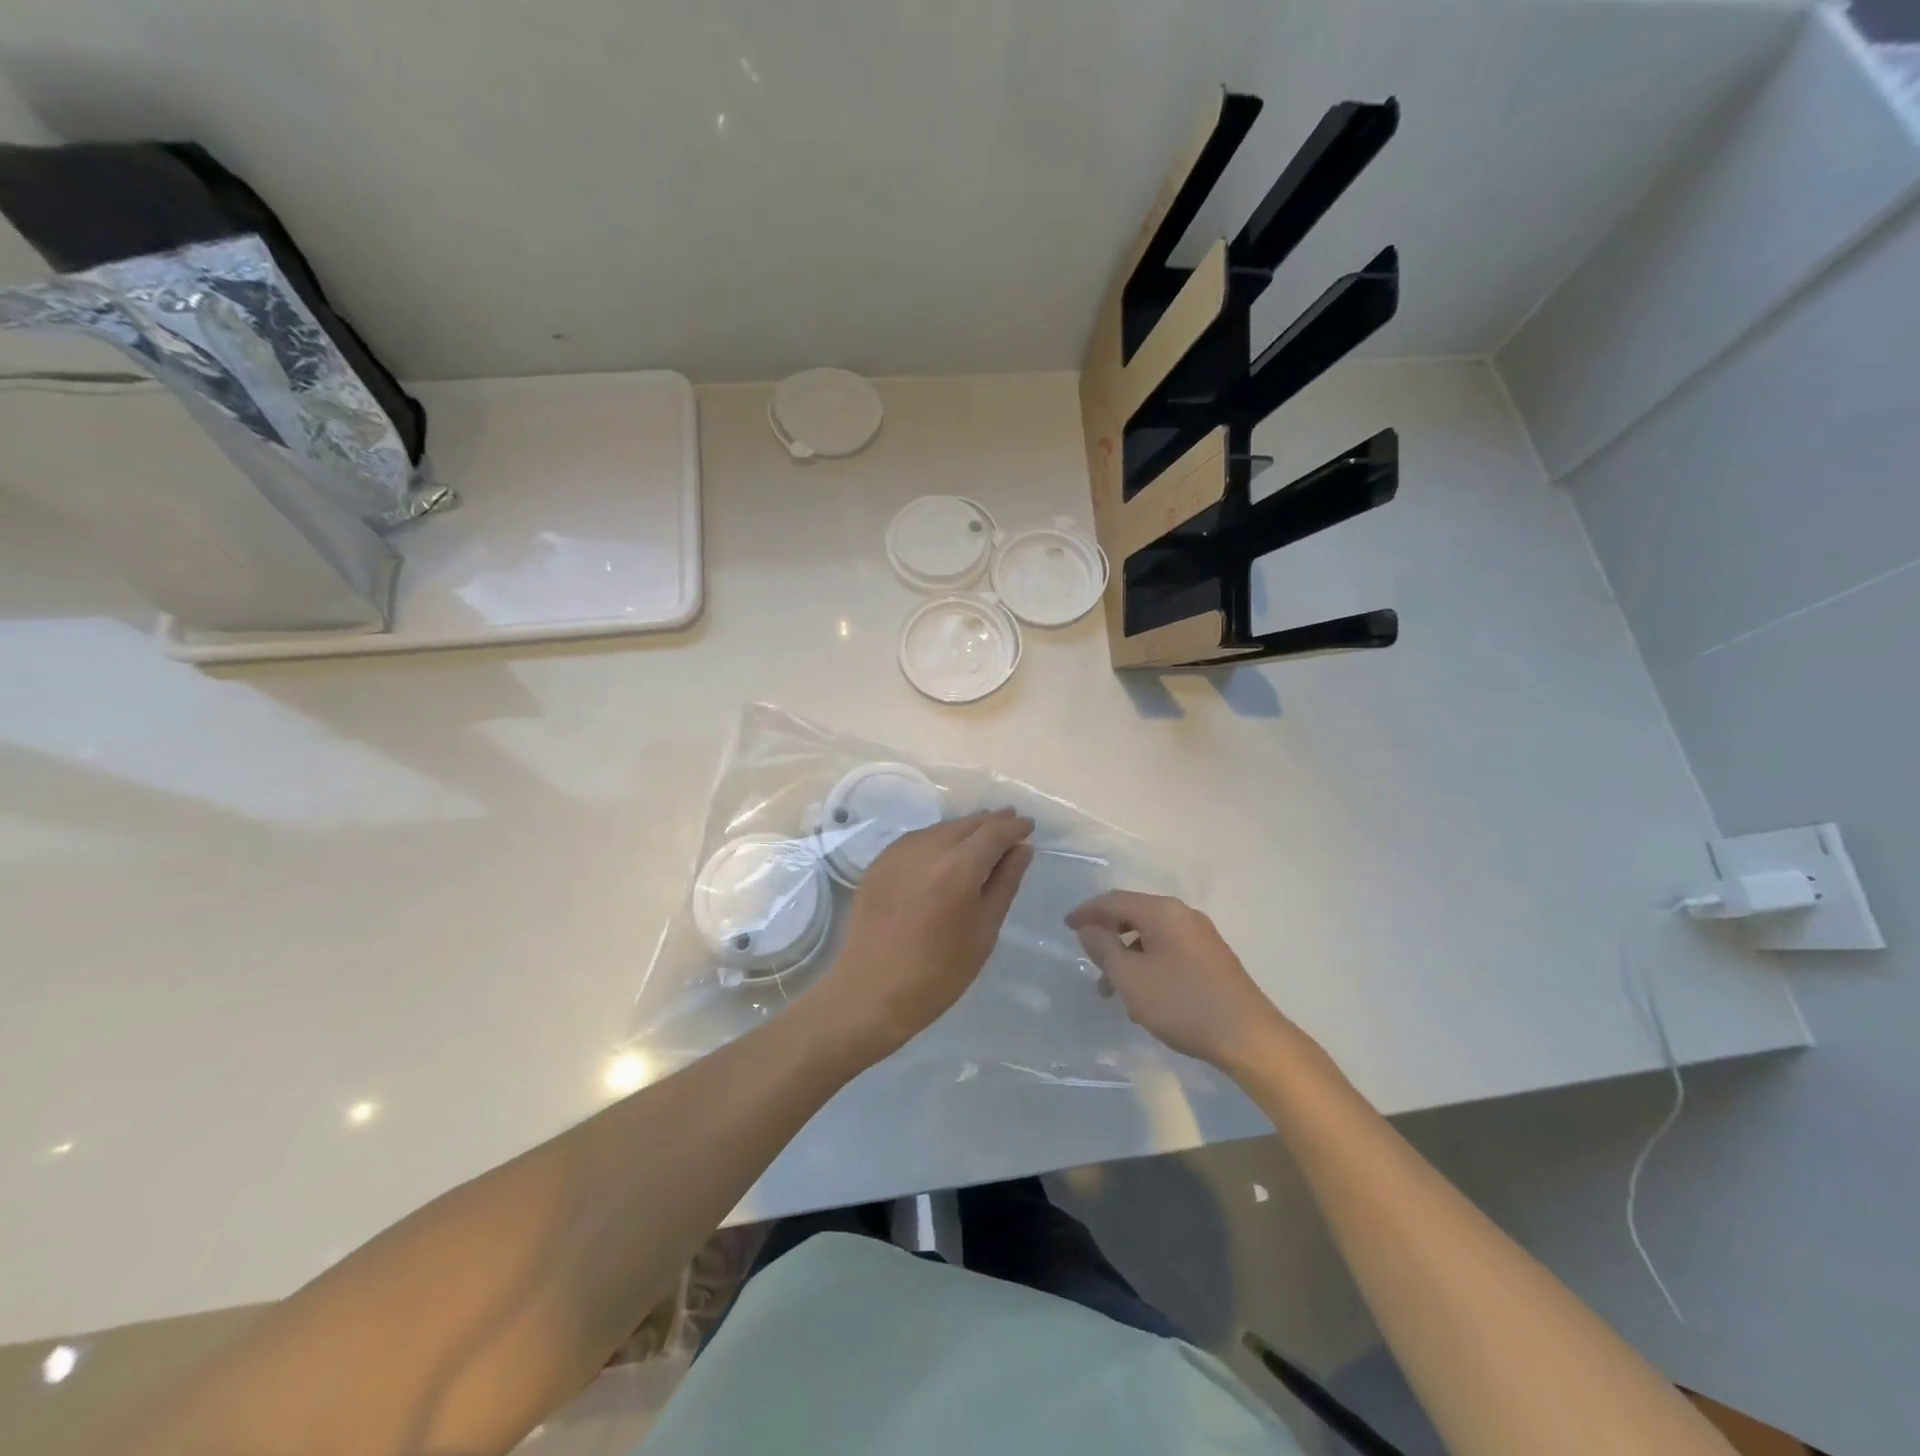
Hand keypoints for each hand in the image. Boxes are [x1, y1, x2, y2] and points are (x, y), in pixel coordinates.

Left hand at [809, 809, 1034, 1062]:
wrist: (872, 991)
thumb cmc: (939, 971)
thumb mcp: (984, 930)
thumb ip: (1005, 882)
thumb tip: (1022, 848)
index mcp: (959, 866)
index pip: (994, 832)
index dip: (1015, 826)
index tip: (1028, 826)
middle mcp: (928, 848)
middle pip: (967, 824)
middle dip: (992, 822)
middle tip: (1010, 826)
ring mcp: (899, 852)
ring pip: (941, 828)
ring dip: (965, 829)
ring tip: (981, 838)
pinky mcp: (880, 863)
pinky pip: (917, 839)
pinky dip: (938, 839)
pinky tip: (945, 851)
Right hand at [1066, 891, 1294, 1069]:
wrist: (1249, 1037)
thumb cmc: (1183, 1003)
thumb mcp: (1131, 979)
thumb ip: (1104, 949)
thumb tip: (1089, 928)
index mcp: (1162, 912)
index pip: (1114, 900)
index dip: (1087, 911)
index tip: (1066, 926)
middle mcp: (1183, 915)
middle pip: (1134, 915)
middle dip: (1108, 937)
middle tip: (1090, 963)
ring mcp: (1201, 936)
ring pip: (1151, 936)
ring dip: (1127, 957)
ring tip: (1113, 992)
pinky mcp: (1212, 958)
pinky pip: (1168, 950)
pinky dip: (1148, 964)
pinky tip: (1144, 998)